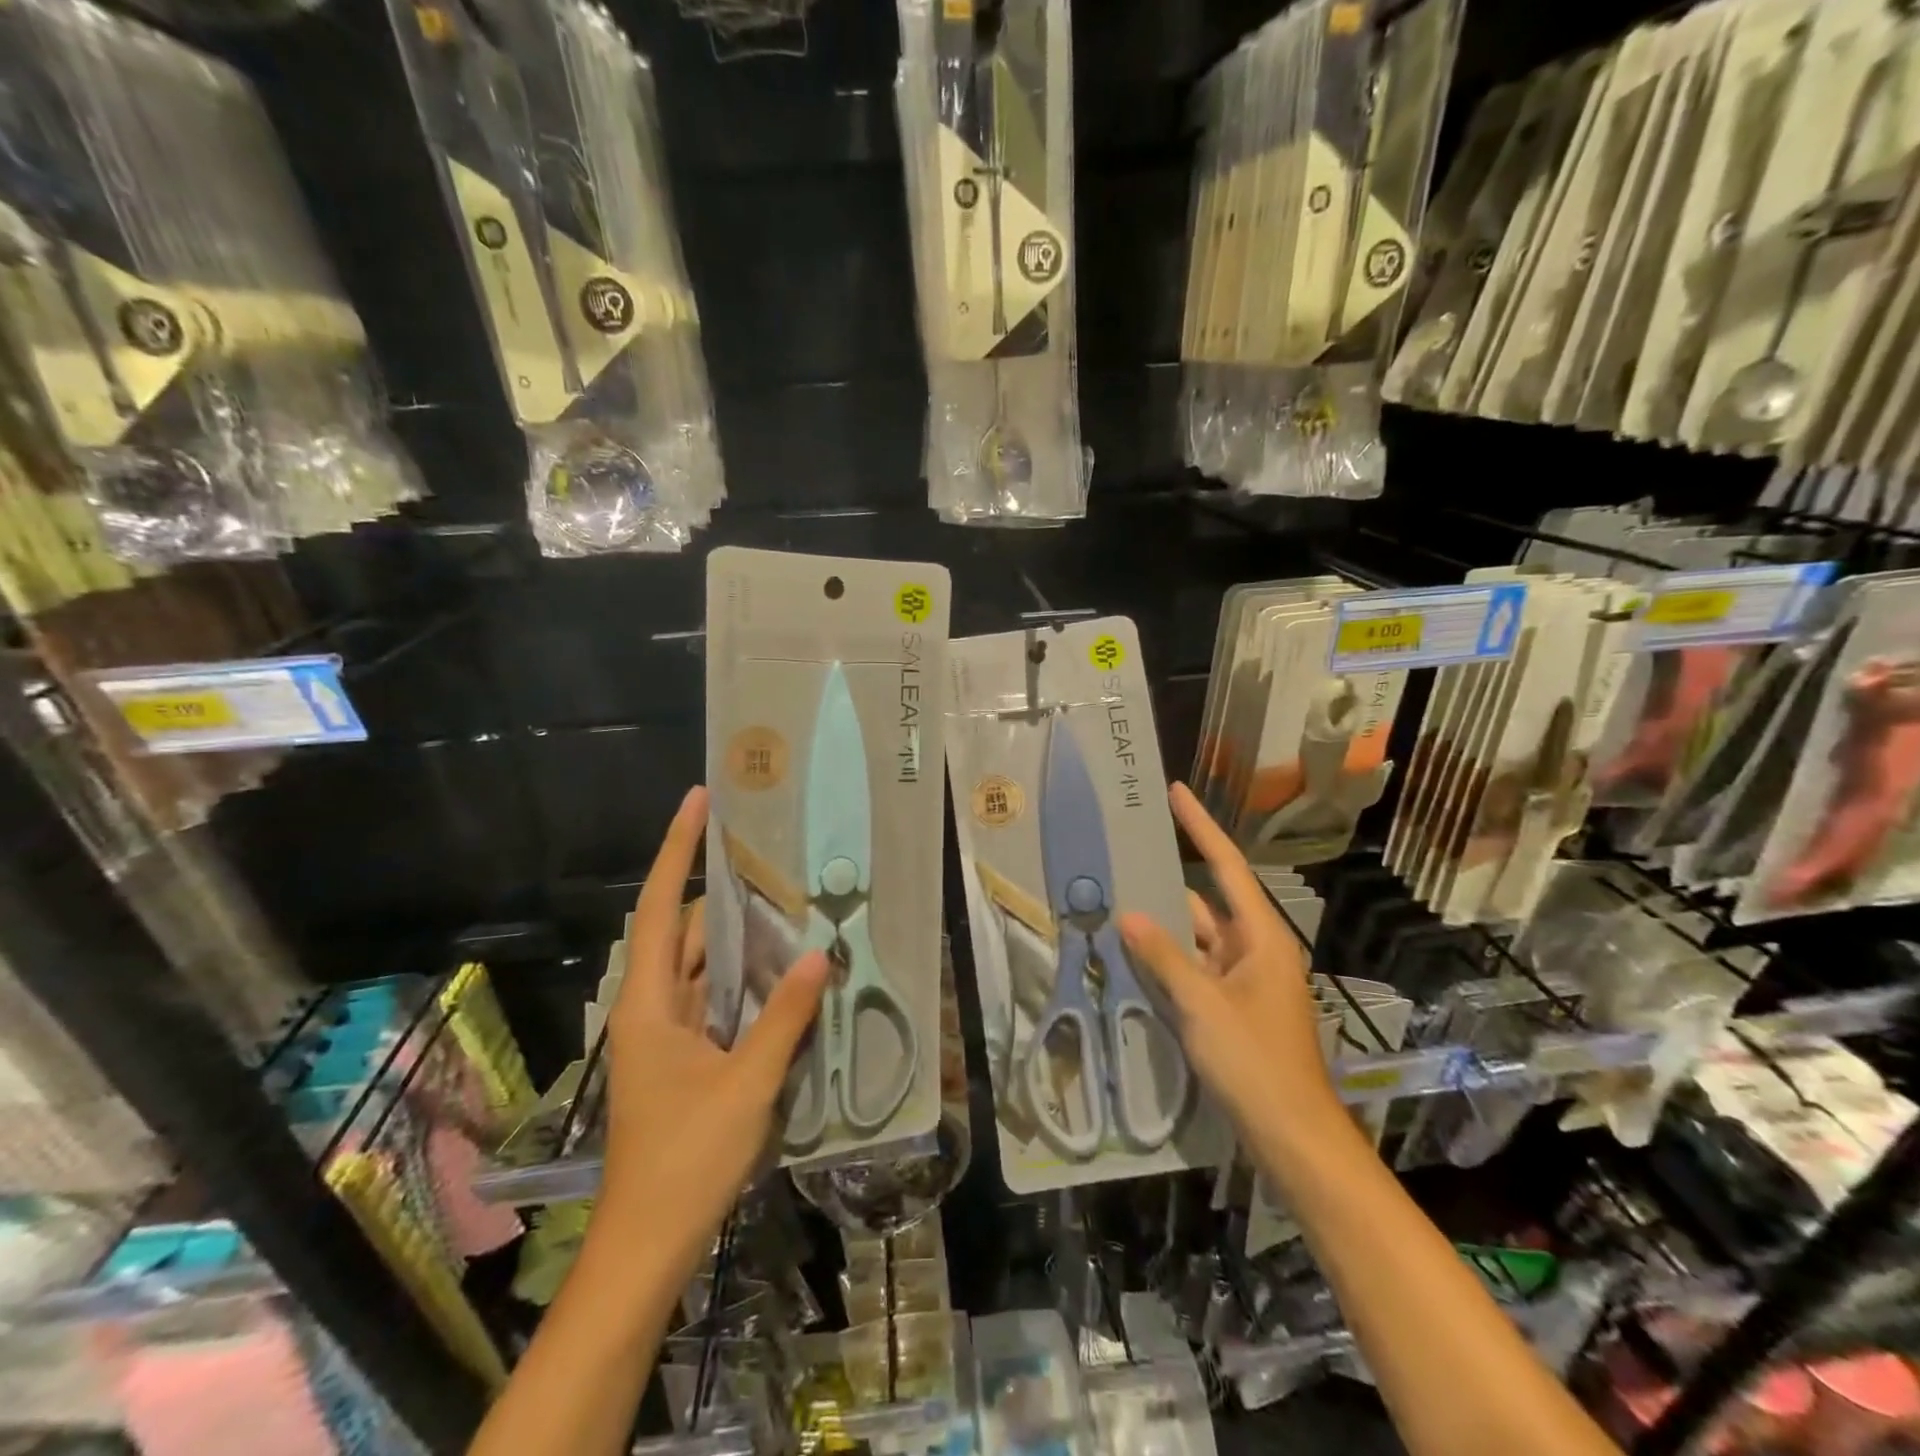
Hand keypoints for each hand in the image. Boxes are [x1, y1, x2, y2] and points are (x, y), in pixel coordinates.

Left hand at [602, 786, 828, 1267]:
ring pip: (705, 964)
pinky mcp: (686, 1055)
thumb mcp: (746, 1084)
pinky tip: (783, 968)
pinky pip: (717, 997)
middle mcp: (653, 1007)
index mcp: (649, 1004)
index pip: (660, 908)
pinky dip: (746, 977)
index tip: (699, 801)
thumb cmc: (686, 1159)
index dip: (679, 850)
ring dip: (741, 936)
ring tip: (788, 900)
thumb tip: (820, 955)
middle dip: (726, 891)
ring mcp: (669, 1032)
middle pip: (687, 931)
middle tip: (775, 855)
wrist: (649, 1242)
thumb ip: (784, 1017)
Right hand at [1119, 783, 1342, 1141]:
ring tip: (1116, 900)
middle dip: (1169, 881)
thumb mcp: (1203, 1005)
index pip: (1227, 867)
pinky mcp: (1232, 1008)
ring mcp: (1243, 981)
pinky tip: (1133, 954)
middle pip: (1207, 901)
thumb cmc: (1255, 1061)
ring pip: (1197, 939)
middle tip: (1126, 854)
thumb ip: (1164, 958)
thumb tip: (1129, 915)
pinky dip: (1168, 961)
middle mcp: (1254, 950)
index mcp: (1261, 938)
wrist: (1291, 1135)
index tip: (1177, 793)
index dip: (1201, 827)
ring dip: (1163, 927)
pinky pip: (1195, 970)